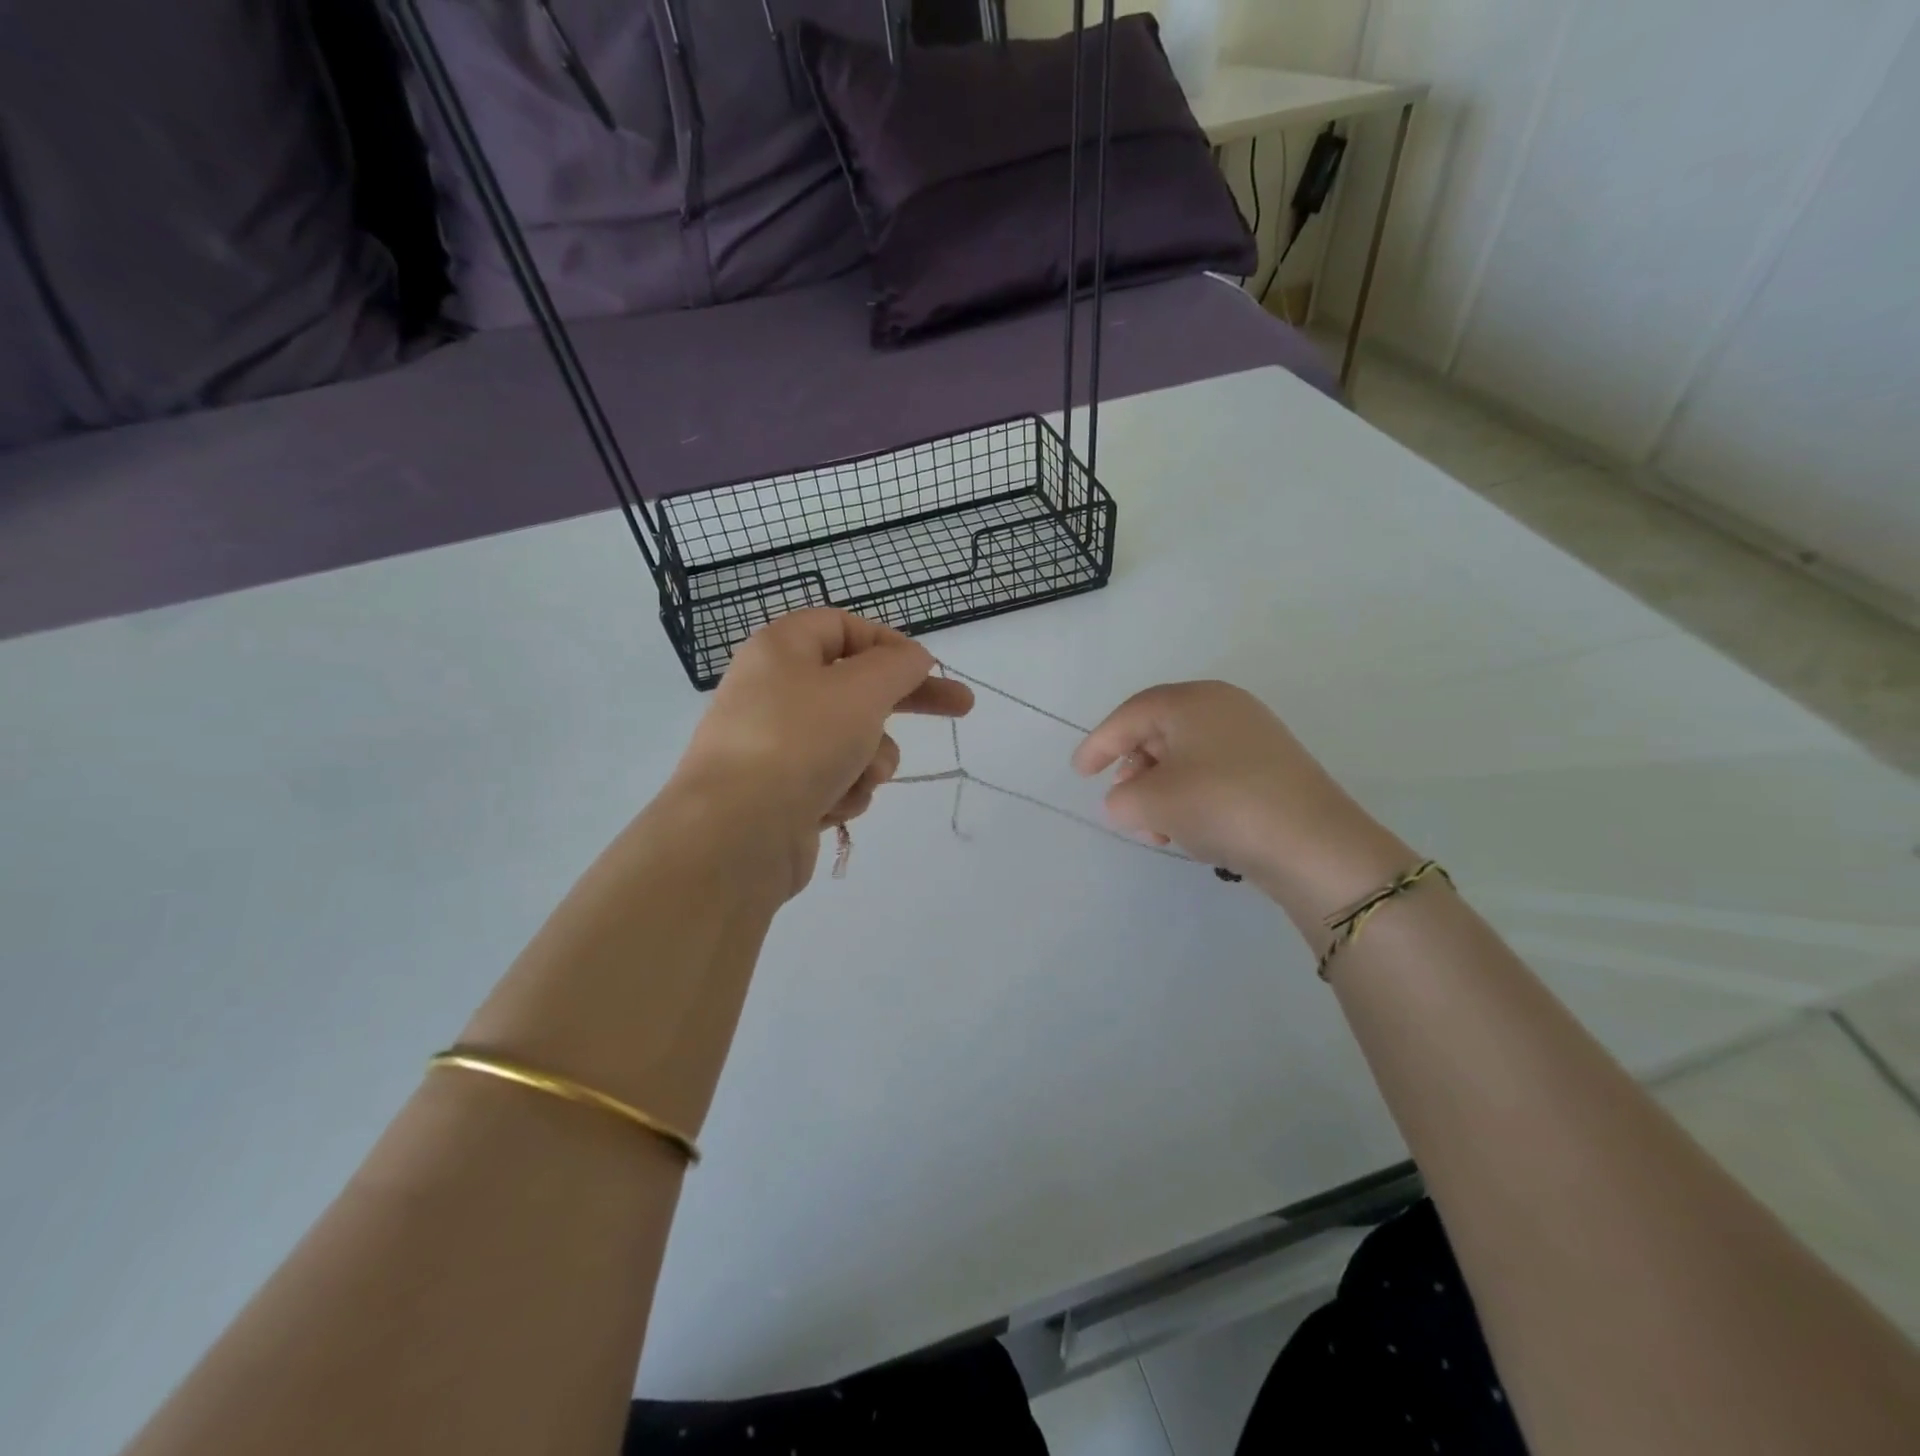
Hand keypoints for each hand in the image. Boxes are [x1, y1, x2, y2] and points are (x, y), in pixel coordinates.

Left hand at [671, 609, 972, 894]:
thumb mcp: (862, 689)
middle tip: (962, 707)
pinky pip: (834, 779)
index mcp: (781, 650)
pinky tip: (831, 806)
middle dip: (905, 703)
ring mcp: (776, 745)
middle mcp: (774, 691)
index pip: (843, 627)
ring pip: (853, 739)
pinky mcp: (782, 792)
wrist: (736, 834)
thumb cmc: (800, 742)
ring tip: (859, 775)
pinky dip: (844, 790)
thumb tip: (914, 658)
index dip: (890, 643)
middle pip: (855, 686)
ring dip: (871, 759)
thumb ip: (899, 666)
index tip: (929, 667)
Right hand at [1072, 681, 1413, 923]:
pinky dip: (1190, 799)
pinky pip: (1212, 775)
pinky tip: (1188, 832)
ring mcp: (1253, 738)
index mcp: (1193, 700)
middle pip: (1158, 734)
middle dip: (1133, 773)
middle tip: (1122, 804)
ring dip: (1160, 793)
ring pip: (1185, 760)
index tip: (1079, 773)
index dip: (1099, 743)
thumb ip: (1121, 798)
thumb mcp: (1151, 802)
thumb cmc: (1220, 805)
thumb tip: (1126, 800)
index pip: (1131, 714)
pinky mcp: (1270, 770)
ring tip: (1157, 831)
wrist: (1313, 845)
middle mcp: (1224, 708)